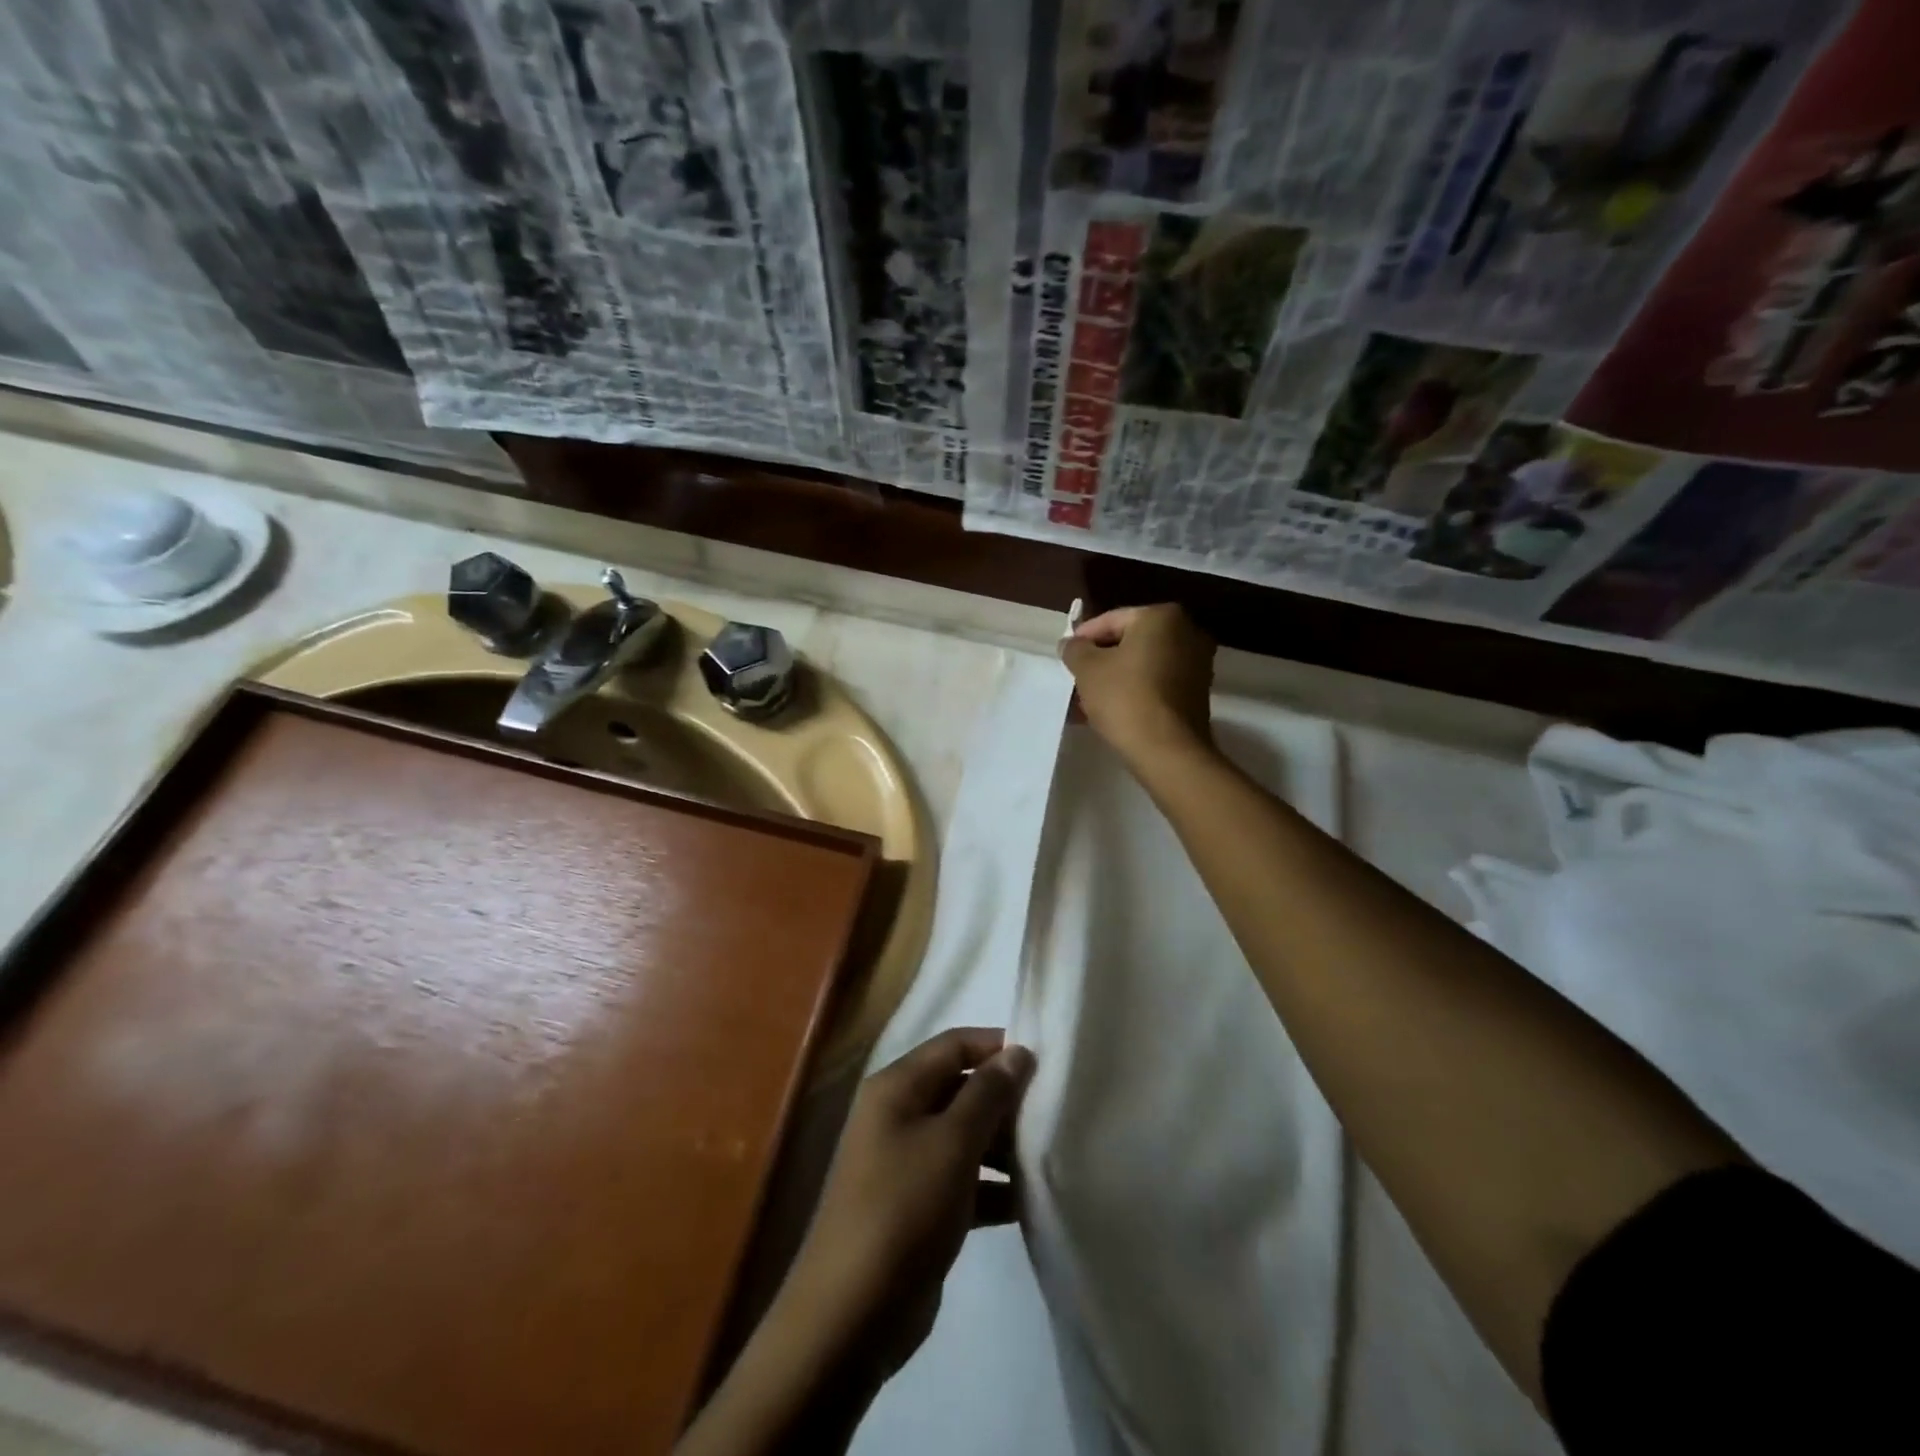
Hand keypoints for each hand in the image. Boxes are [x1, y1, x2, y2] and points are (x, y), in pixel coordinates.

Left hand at [782, 1028, 1034, 1380]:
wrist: (851, 1315)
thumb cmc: (903, 1208)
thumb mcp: (952, 1143)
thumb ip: (987, 1094)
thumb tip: (1018, 1051)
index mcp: (896, 1087)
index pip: (953, 1045)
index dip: (997, 1047)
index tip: (1044, 1063)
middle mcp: (897, 1115)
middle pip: (959, 1088)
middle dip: (1004, 1098)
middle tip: (1053, 1113)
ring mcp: (905, 1162)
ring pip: (963, 1135)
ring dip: (1002, 1144)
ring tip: (1048, 1156)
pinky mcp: (917, 1206)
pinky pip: (961, 1180)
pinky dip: (991, 1187)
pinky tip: (1028, 1201)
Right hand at [1061, 604, 1216, 765]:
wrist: (1167, 750)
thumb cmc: (1125, 698)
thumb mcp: (1087, 669)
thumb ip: (1075, 649)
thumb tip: (1072, 644)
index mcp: (1162, 617)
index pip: (1111, 620)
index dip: (1083, 638)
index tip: (1066, 657)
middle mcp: (1187, 633)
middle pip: (1129, 642)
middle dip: (1100, 661)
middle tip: (1076, 679)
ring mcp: (1196, 664)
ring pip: (1142, 666)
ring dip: (1114, 679)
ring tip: (1086, 701)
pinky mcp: (1197, 693)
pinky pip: (1156, 684)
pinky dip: (1134, 692)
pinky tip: (1110, 712)